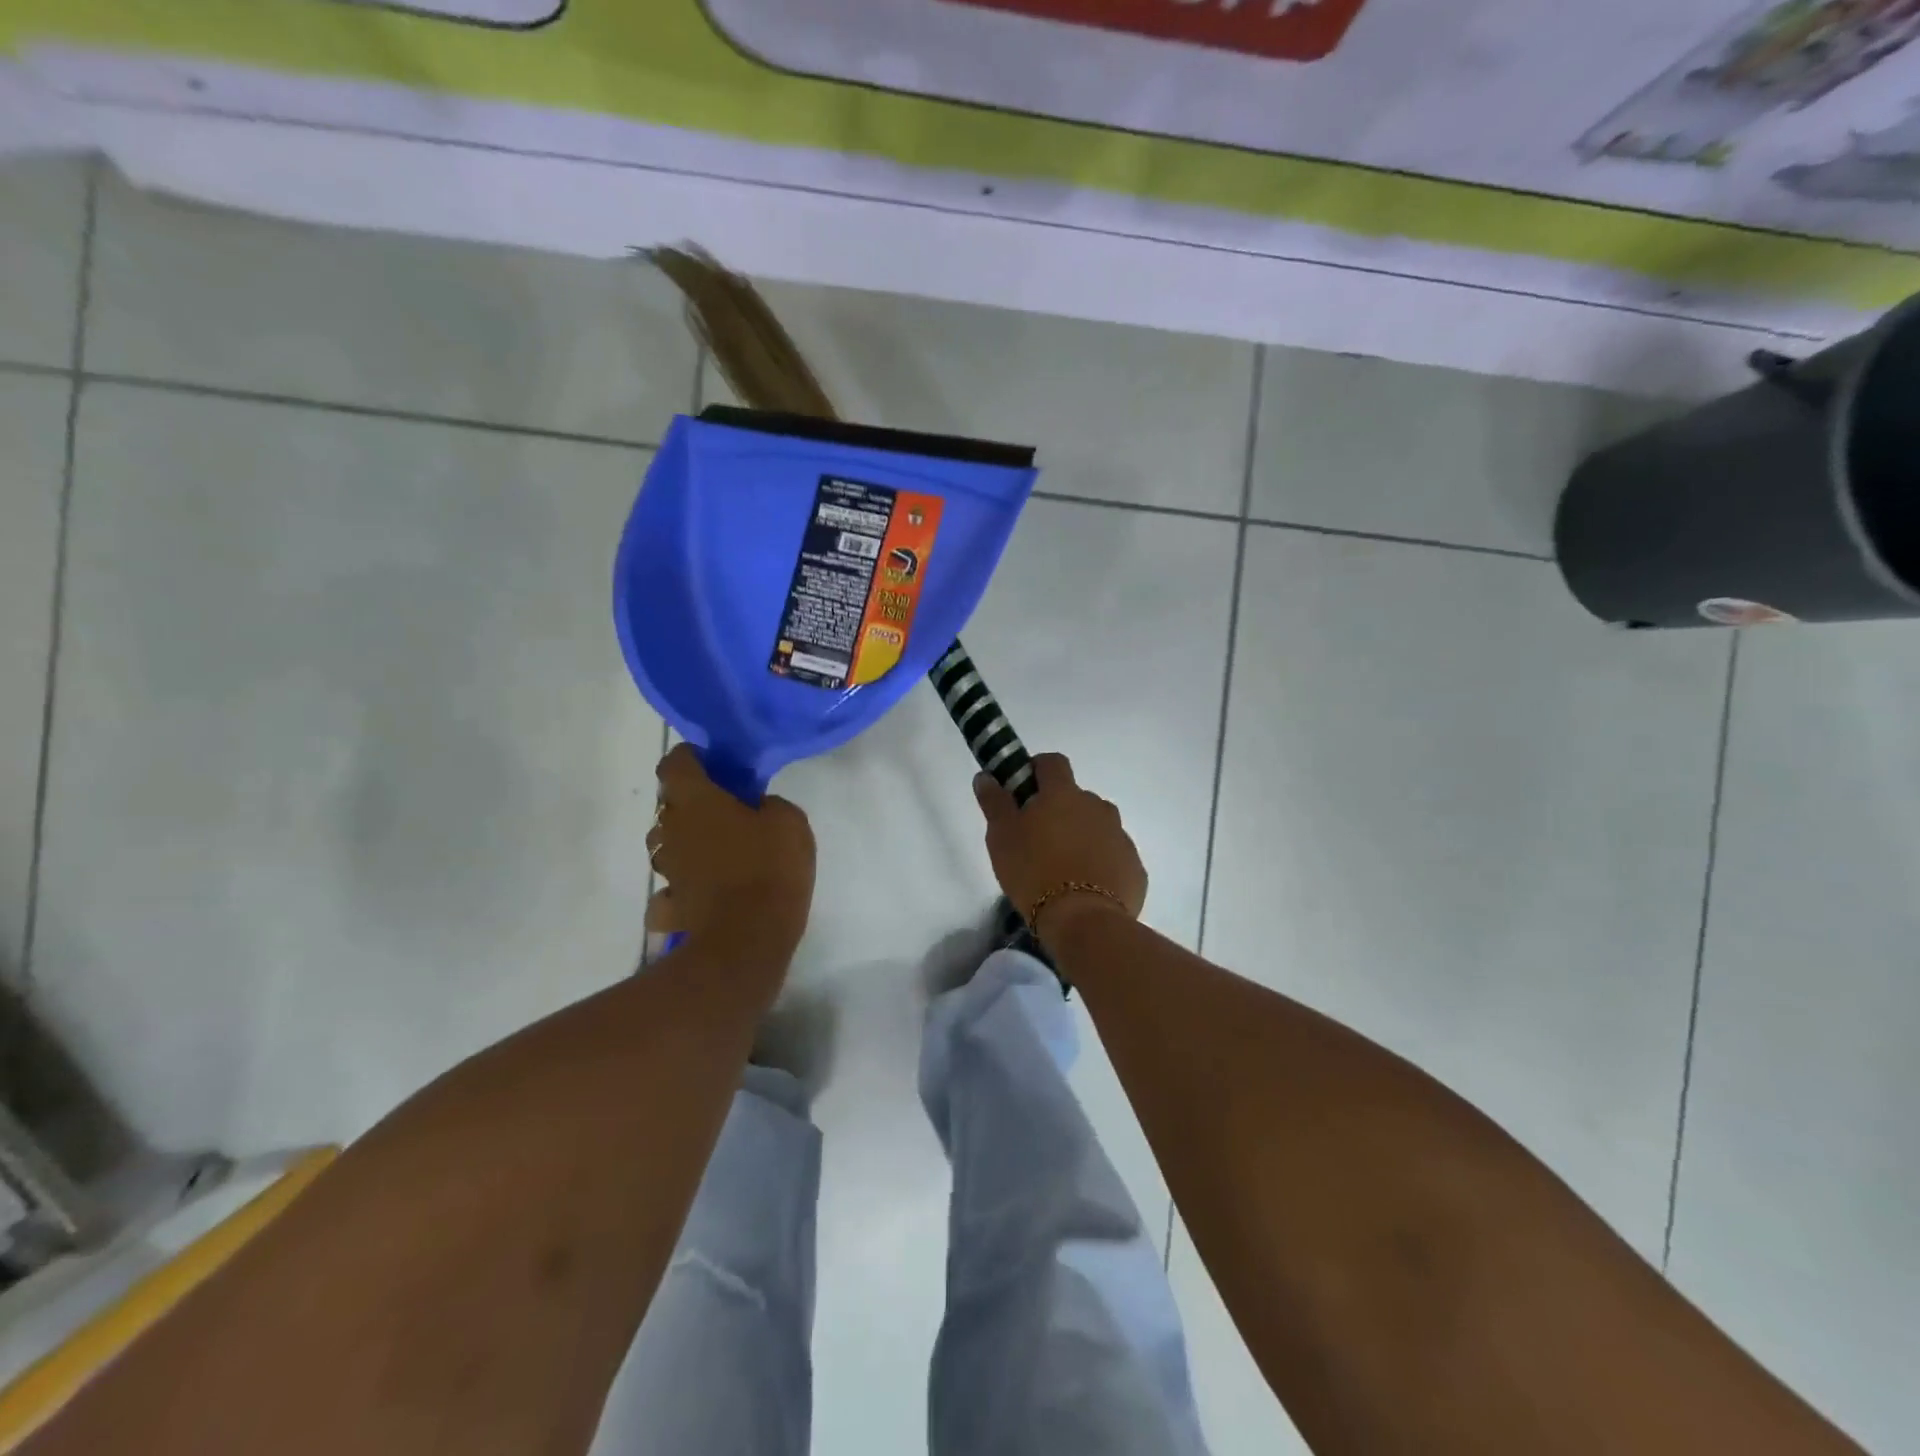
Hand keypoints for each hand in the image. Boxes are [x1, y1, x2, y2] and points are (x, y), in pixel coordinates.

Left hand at [646, 744, 815, 958]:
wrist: (748, 938)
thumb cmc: (769, 867)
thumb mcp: (790, 821)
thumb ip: (770, 804)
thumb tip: (757, 808)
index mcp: (696, 800)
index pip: (676, 763)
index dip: (691, 758)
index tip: (714, 764)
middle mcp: (671, 830)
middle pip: (669, 805)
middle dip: (691, 802)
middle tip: (726, 809)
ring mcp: (667, 869)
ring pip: (666, 844)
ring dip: (686, 842)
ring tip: (718, 851)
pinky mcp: (671, 904)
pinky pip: (670, 889)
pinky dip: (682, 888)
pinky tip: (704, 892)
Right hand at [973, 753, 1146, 940]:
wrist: (1084, 921)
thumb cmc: (1033, 872)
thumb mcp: (1001, 837)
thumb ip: (994, 802)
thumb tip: (986, 776)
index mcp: (1063, 794)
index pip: (1053, 762)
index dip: (1037, 770)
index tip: (1023, 790)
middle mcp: (1097, 806)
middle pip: (1076, 797)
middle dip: (1059, 811)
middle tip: (1037, 840)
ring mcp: (1120, 836)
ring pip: (1097, 826)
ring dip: (1081, 836)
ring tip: (1062, 868)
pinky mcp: (1134, 867)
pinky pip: (1113, 856)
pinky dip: (1100, 864)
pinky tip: (1085, 889)